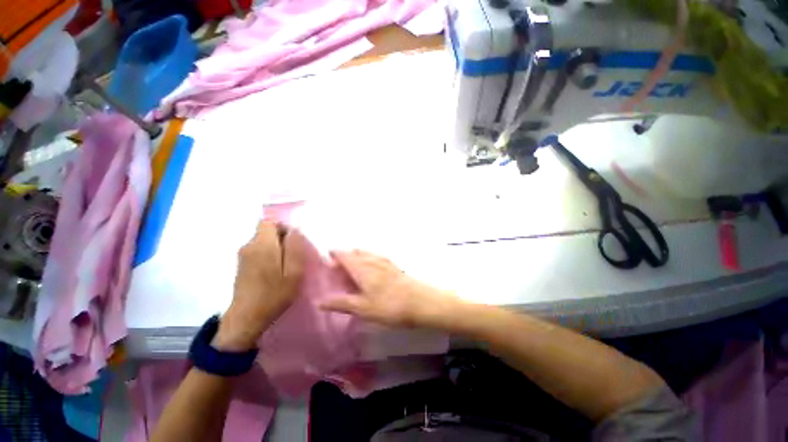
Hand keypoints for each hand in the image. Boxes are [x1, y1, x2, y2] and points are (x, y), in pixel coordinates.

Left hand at [214, 221, 304, 350]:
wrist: (247, 316)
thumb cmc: (273, 296)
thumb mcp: (293, 274)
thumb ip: (295, 248)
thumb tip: (295, 230)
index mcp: (263, 243)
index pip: (270, 221)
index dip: (282, 228)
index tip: (292, 245)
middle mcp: (249, 245)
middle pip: (264, 232)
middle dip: (278, 241)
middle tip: (290, 261)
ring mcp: (242, 256)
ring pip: (260, 244)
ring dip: (271, 252)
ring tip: (281, 272)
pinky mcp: (240, 267)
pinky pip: (255, 255)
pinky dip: (263, 261)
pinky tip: (270, 279)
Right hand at [321, 250, 457, 328]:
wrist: (425, 304)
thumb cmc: (390, 307)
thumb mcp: (362, 308)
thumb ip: (341, 303)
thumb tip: (318, 301)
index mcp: (362, 269)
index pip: (344, 255)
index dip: (334, 254)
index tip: (326, 257)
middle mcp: (374, 262)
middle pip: (356, 253)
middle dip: (346, 255)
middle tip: (337, 264)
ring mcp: (388, 264)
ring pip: (369, 255)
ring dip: (359, 256)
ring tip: (354, 262)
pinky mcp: (399, 270)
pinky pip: (380, 259)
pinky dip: (371, 259)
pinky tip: (376, 266)